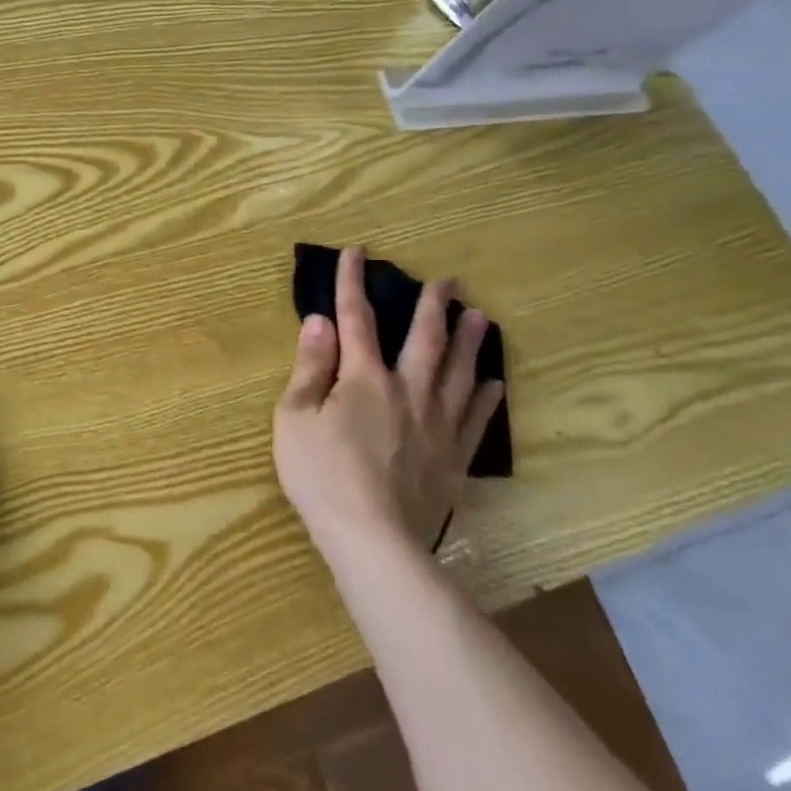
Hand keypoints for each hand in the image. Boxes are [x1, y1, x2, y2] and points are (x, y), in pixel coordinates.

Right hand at [274, 246, 503, 559]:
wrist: (372, 540)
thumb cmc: (321, 475)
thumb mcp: (295, 417)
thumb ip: (309, 367)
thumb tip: (320, 321)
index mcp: (363, 378)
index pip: (356, 319)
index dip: (353, 283)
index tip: (357, 251)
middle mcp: (406, 390)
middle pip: (424, 339)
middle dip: (433, 306)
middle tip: (450, 280)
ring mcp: (436, 425)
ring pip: (459, 374)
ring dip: (471, 343)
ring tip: (482, 318)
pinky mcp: (453, 458)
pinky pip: (475, 420)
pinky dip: (486, 399)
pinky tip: (496, 384)